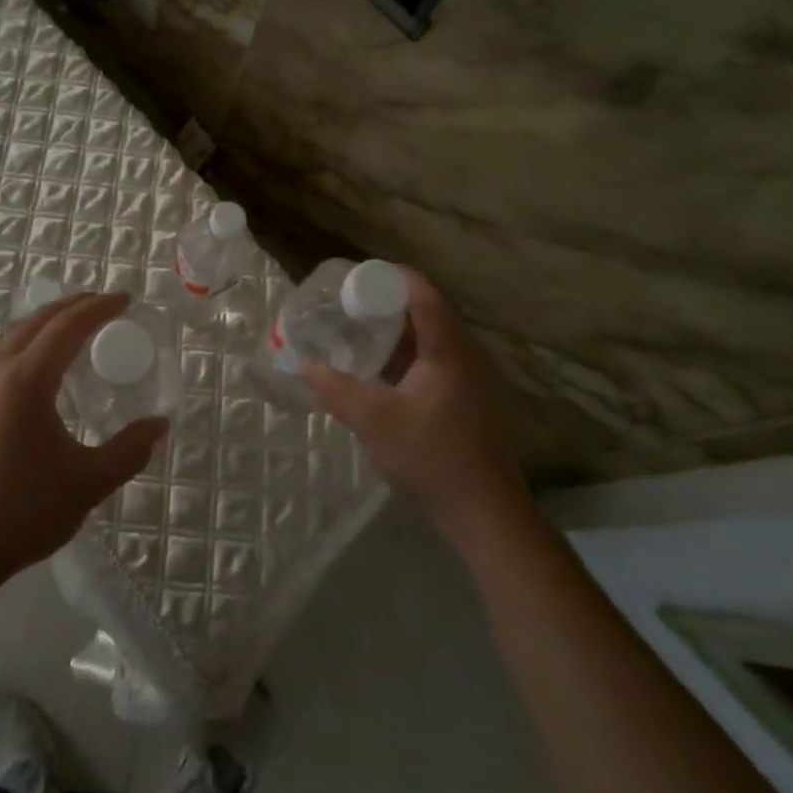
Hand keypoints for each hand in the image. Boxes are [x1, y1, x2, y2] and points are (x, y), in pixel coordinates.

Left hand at [0, 292, 167, 585]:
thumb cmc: (21, 512)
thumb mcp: (88, 484)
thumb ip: (128, 451)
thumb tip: (159, 425)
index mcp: (26, 380)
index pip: (67, 325)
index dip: (98, 308)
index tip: (125, 300)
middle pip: (37, 320)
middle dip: (73, 306)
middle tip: (104, 306)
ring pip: (12, 335)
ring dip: (45, 322)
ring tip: (72, 330)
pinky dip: (25, 343)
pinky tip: (36, 369)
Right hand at [306, 268, 533, 550]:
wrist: (486, 515)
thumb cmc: (432, 457)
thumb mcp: (374, 421)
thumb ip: (337, 389)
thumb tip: (306, 366)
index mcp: (448, 348)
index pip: (421, 291)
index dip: (389, 277)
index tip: (354, 279)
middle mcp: (466, 354)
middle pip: (427, 310)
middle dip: (387, 303)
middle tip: (348, 307)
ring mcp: (473, 378)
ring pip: (432, 338)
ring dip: (398, 331)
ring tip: (360, 334)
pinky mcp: (471, 400)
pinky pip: (437, 360)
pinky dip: (409, 355)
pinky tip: (384, 373)